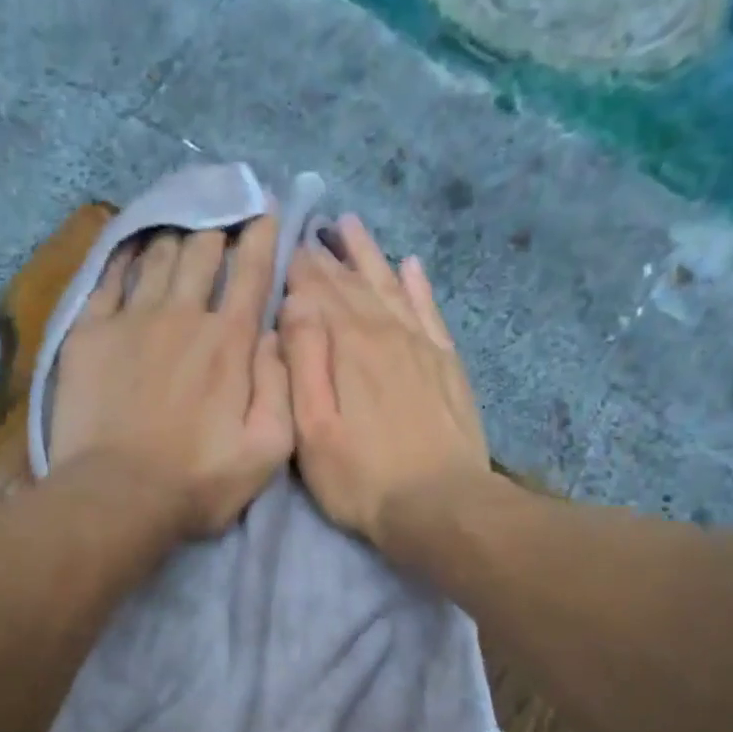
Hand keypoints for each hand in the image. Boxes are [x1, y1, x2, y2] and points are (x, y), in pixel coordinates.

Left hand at [51, 217, 292, 537]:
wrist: (118, 496)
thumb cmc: (199, 480)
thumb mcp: (269, 448)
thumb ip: (282, 385)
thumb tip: (276, 332)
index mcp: (229, 342)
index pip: (251, 272)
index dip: (262, 235)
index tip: (266, 210)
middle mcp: (183, 315)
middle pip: (202, 252)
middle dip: (216, 230)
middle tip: (220, 221)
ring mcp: (132, 319)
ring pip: (157, 256)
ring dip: (174, 237)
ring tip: (180, 228)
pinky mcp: (89, 333)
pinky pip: (108, 278)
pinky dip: (124, 256)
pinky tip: (130, 247)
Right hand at [279, 214, 489, 548]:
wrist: (440, 505)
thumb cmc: (361, 478)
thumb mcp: (312, 430)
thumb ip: (302, 362)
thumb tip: (295, 304)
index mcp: (348, 347)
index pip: (318, 294)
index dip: (300, 269)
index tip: (285, 245)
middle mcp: (386, 333)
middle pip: (353, 285)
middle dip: (329, 257)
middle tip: (311, 229)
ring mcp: (422, 346)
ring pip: (391, 287)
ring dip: (369, 256)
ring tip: (351, 226)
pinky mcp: (447, 364)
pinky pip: (430, 311)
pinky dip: (418, 286)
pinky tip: (411, 267)